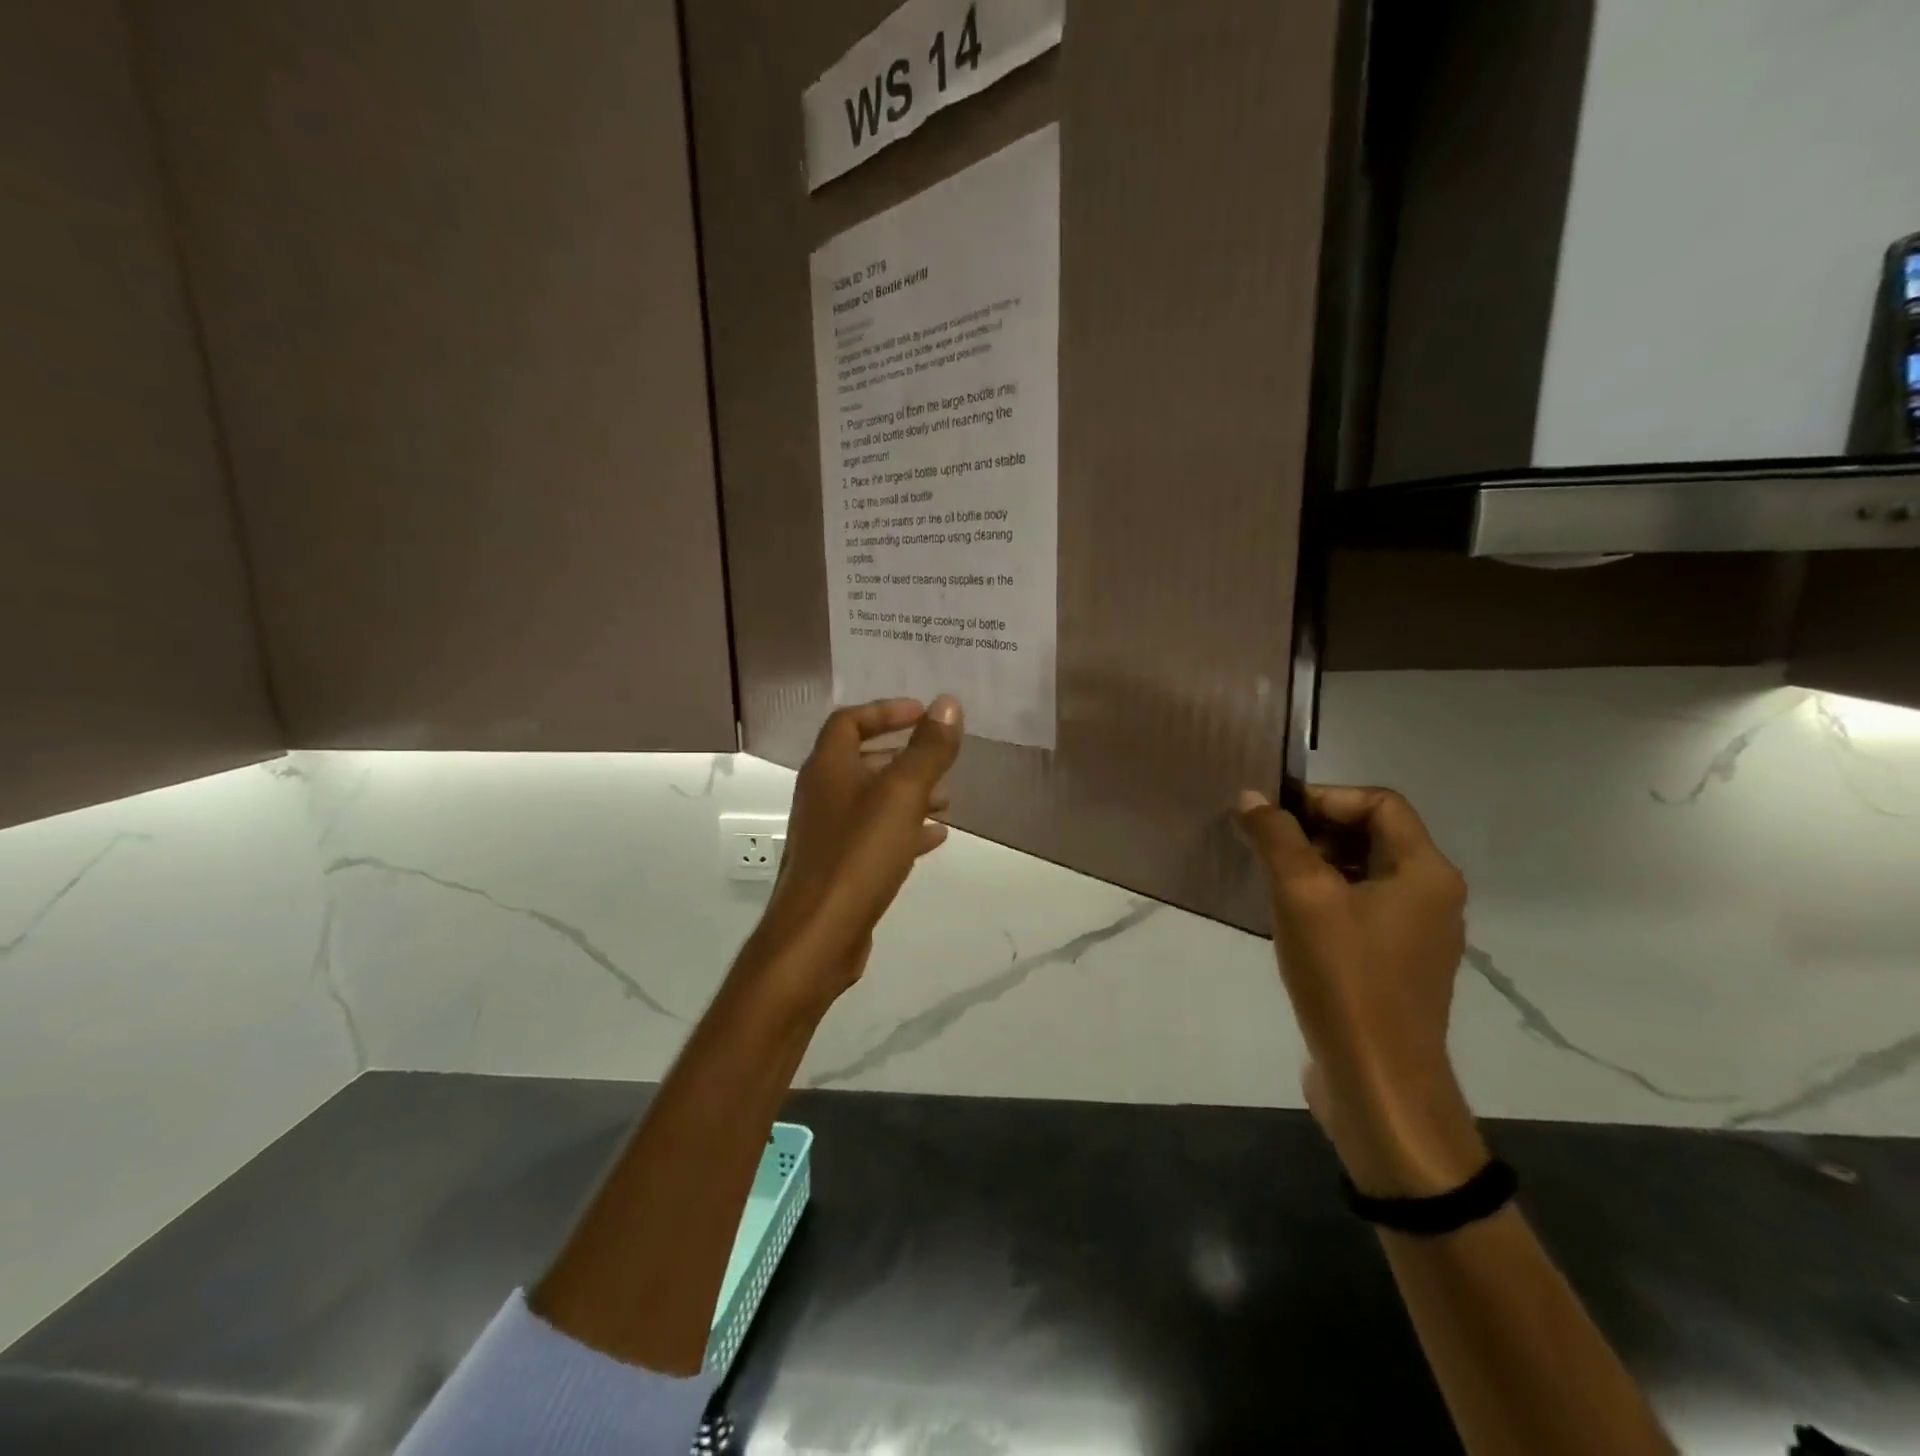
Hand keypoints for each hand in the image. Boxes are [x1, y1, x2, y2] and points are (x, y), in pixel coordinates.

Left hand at [748, 695, 963, 1005]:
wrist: (817, 936)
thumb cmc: (858, 855)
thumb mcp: (902, 794)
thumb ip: (928, 749)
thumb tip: (948, 703)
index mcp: (828, 768)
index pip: (849, 720)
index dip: (885, 711)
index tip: (922, 714)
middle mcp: (822, 794)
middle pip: (862, 760)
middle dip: (904, 756)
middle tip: (940, 761)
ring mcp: (828, 833)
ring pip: (872, 800)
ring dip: (909, 794)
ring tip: (947, 801)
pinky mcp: (838, 866)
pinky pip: (875, 835)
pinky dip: (904, 829)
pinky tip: (934, 838)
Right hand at [1236, 785, 1484, 1195]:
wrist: (1376, 1082)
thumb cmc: (1345, 977)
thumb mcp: (1302, 895)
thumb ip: (1277, 837)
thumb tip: (1251, 796)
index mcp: (1425, 872)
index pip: (1379, 802)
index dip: (1324, 799)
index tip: (1274, 818)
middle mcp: (1430, 896)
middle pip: (1372, 835)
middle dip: (1314, 832)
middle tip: (1264, 847)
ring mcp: (1414, 934)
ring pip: (1361, 874)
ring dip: (1313, 866)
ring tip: (1267, 880)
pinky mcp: (1393, 965)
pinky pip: (1358, 910)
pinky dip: (1322, 901)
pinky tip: (1284, 920)